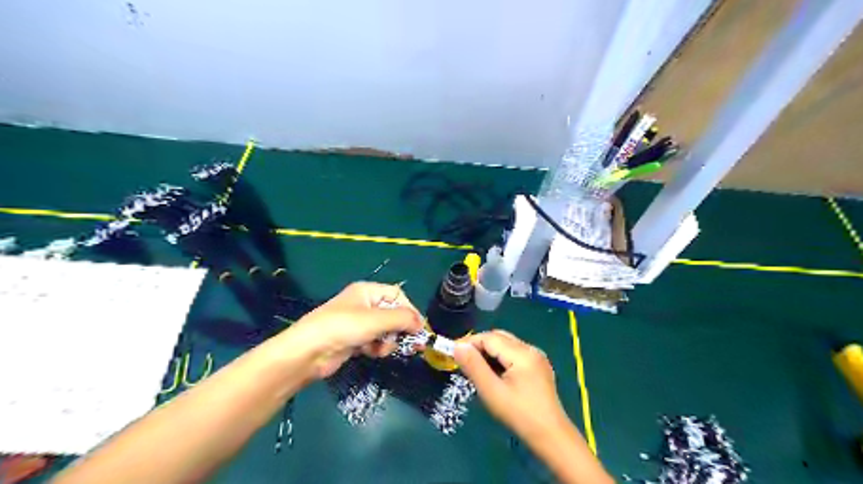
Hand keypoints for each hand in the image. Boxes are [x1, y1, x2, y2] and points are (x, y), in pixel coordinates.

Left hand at [279, 281, 424, 379]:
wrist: (309, 352)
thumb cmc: (343, 327)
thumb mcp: (376, 319)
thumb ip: (402, 319)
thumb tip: (421, 324)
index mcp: (368, 291)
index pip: (398, 296)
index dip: (410, 311)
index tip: (419, 328)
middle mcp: (364, 304)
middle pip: (393, 314)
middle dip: (401, 329)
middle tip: (414, 345)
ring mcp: (359, 323)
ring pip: (386, 330)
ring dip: (388, 341)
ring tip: (383, 348)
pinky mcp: (354, 340)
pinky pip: (375, 342)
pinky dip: (377, 348)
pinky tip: (371, 353)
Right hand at [453, 331, 570, 439]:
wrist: (551, 437)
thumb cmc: (519, 415)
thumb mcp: (492, 392)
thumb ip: (474, 366)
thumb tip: (458, 346)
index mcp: (522, 353)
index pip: (489, 337)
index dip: (469, 342)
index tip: (452, 353)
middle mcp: (531, 349)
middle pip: (499, 337)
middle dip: (478, 345)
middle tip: (462, 361)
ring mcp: (536, 357)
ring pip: (506, 344)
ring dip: (489, 352)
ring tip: (475, 369)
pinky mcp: (538, 366)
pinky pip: (514, 353)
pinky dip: (500, 358)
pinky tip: (493, 374)